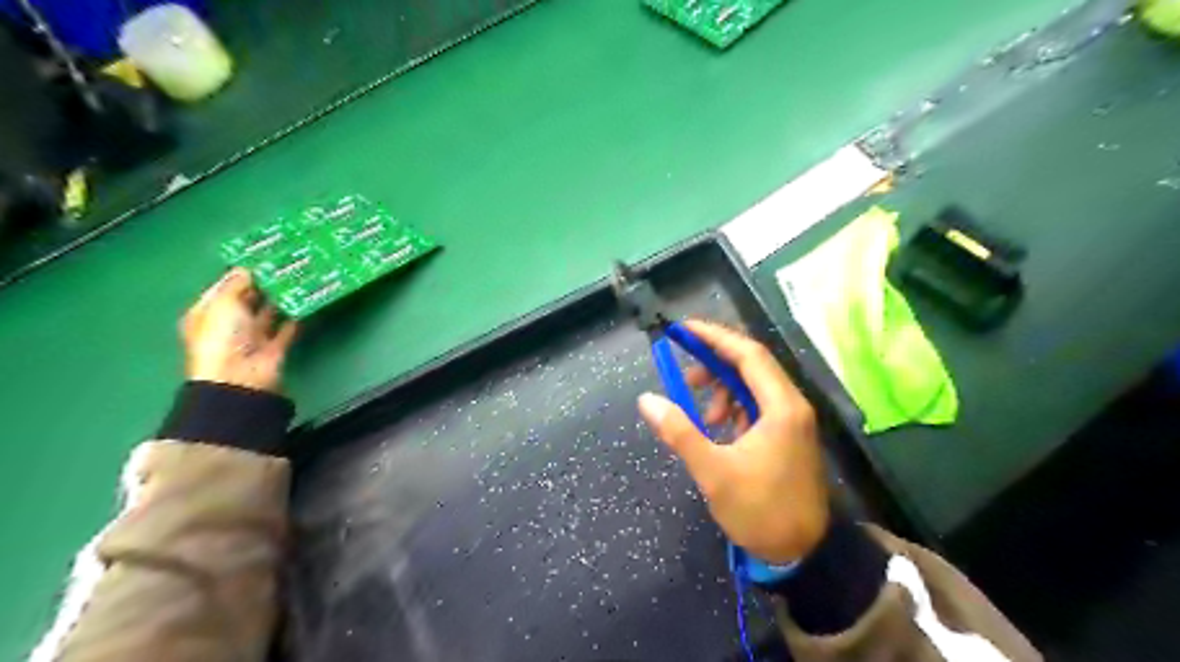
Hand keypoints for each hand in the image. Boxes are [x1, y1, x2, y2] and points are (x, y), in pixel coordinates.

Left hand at [184, 267, 298, 393]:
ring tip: (300, 277)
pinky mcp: (275, 347)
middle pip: (248, 299)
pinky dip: (296, 316)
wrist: (241, 378)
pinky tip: (307, 300)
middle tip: (286, 264)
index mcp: (207, 313)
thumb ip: (237, 283)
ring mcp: (253, 337)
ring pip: (269, 312)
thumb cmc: (223, 338)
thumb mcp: (224, 303)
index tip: (263, 257)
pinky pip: (288, 327)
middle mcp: (229, 324)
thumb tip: (247, 268)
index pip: (224, 288)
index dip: (241, 273)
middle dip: (264, 284)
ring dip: (282, 298)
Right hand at [636, 321, 826, 562]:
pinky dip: (734, 408)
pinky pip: (757, 406)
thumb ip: (679, 432)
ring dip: (723, 390)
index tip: (684, 330)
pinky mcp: (788, 435)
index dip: (714, 337)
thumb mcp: (713, 471)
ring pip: (753, 386)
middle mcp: (791, 405)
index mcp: (781, 406)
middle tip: (684, 375)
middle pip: (752, 365)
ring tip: (702, 414)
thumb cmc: (760, 510)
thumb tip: (647, 400)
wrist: (804, 553)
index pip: (748, 354)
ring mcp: (792, 420)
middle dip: (715, 364)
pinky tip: (718, 428)